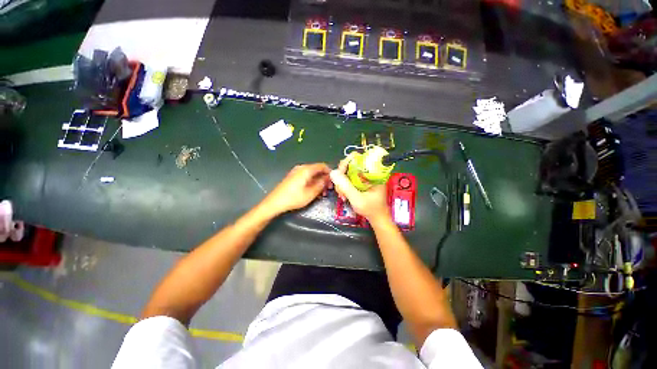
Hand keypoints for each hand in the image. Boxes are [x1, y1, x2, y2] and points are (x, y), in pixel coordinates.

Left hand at [262, 163, 330, 215]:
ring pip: (312, 175)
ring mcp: (296, 172)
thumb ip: (321, 184)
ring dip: (318, 182)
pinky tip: (313, 192)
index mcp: (306, 169)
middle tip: (328, 190)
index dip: (330, 173)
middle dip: (324, 179)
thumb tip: (329, 178)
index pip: (322, 166)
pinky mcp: (293, 177)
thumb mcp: (311, 193)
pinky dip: (312, 183)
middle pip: (317, 170)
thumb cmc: (294, 198)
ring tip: (321, 193)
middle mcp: (301, 168)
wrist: (274, 202)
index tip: (333, 182)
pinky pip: (306, 177)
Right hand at [330, 158, 389, 222]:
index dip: (346, 164)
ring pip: (348, 172)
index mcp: (373, 171)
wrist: (378, 218)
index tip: (339, 176)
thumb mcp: (357, 198)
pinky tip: (344, 195)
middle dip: (342, 176)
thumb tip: (332, 172)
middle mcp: (369, 171)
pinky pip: (349, 179)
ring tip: (342, 195)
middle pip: (350, 165)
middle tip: (340, 189)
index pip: (357, 158)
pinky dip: (345, 186)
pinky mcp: (362, 182)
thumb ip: (345, 186)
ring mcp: (365, 177)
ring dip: (342, 183)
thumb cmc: (371, 209)